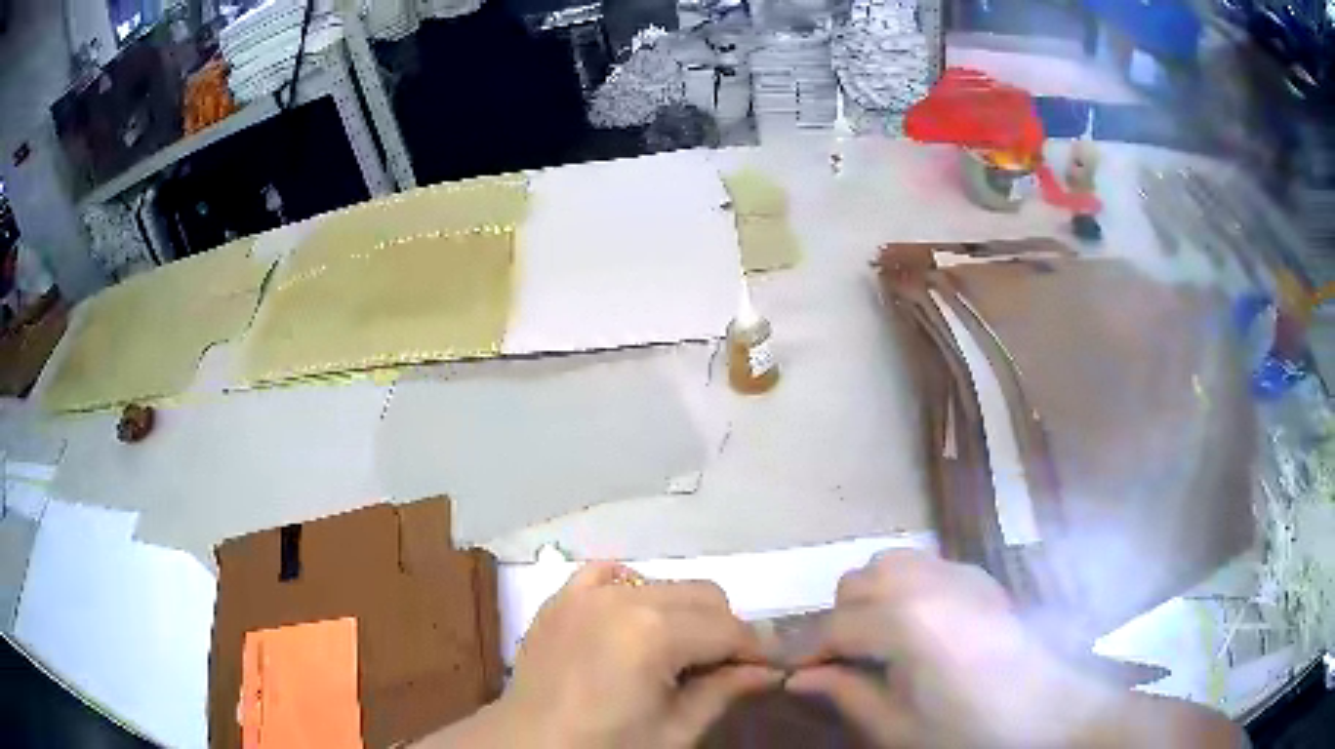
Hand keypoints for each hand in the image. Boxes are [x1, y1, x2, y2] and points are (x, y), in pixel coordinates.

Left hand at [430, 562, 780, 747]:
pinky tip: (631, 623)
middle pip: (705, 595)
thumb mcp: (675, 731)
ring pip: (666, 583)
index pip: (731, 628)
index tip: (767, 669)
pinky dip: (632, 592)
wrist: (528, 745)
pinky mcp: (563, 595)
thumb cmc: (606, 746)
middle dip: (723, 630)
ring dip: (683, 613)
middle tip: (718, 669)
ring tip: (673, 654)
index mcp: (654, 633)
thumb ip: (725, 691)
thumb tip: (769, 671)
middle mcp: (624, 597)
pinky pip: (611, 574)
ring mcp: (587, 591)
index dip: (757, 650)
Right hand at [787, 550, 1241, 748]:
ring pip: (891, 565)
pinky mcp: (981, 577)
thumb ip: (846, 695)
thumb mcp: (898, 728)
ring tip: (879, 643)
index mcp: (907, 622)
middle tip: (843, 663)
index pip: (833, 626)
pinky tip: (920, 631)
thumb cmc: (971, 731)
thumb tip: (801, 677)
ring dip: (872, 599)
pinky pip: (926, 568)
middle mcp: (930, 582)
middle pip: (858, 582)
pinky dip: (907, 590)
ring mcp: (960, 573)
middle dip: (840, 620)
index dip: (803, 650)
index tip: (785, 670)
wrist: (1049, 713)